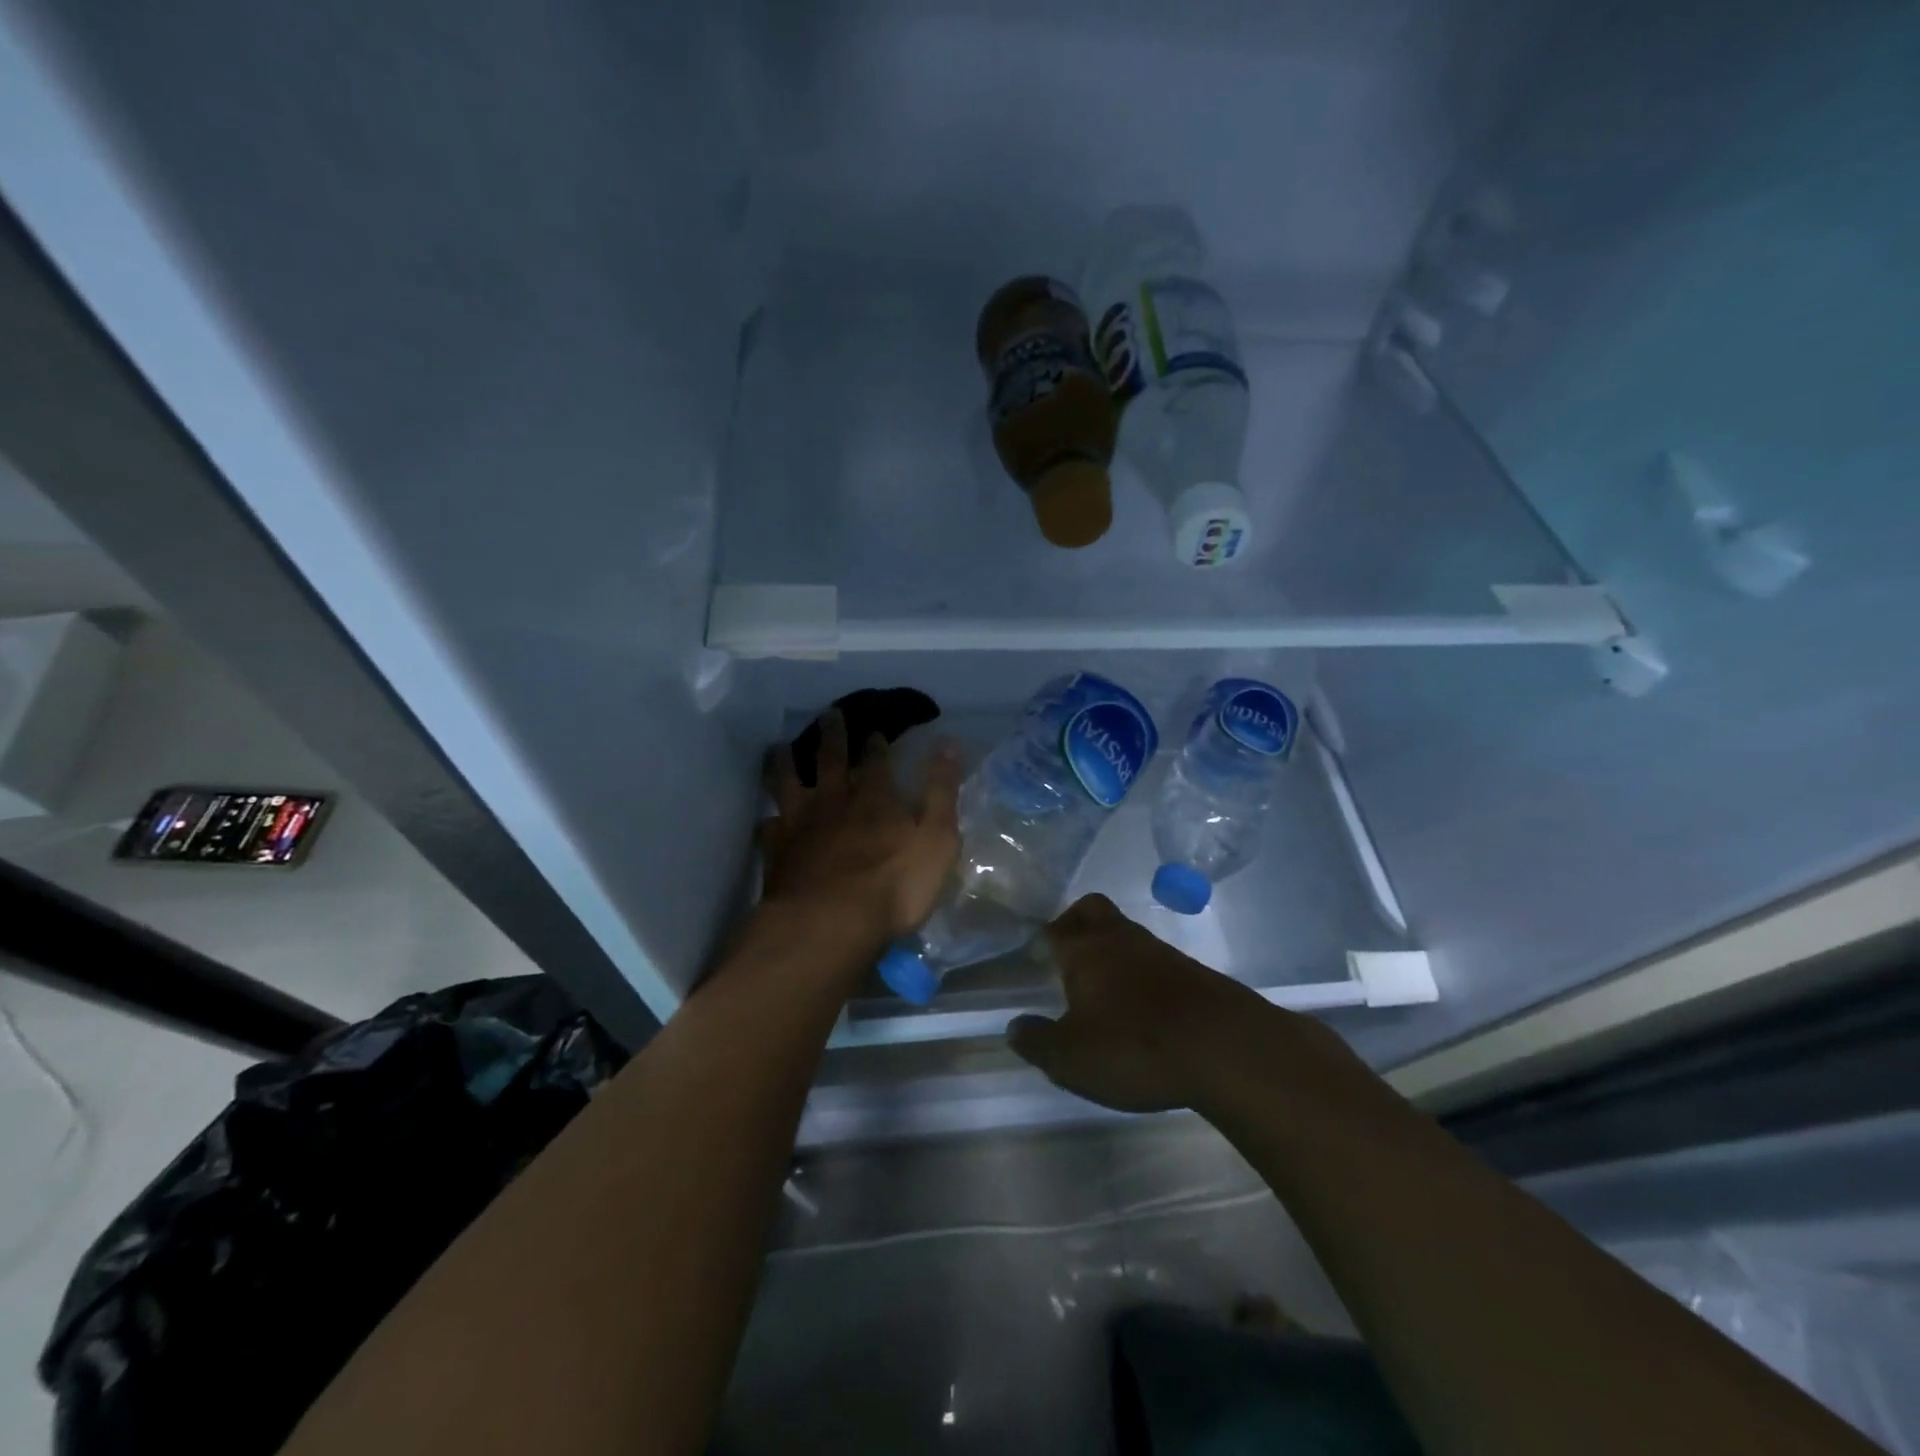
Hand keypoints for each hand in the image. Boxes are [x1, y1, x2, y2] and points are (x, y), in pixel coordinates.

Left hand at [757, 709, 961, 946]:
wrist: (828, 923)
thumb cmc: (894, 885)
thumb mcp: (937, 838)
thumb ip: (942, 791)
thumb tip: (948, 742)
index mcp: (875, 797)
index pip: (877, 761)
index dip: (877, 744)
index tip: (875, 730)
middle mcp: (834, 801)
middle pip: (830, 760)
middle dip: (832, 736)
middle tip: (829, 714)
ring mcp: (800, 824)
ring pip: (788, 783)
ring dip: (786, 763)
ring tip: (781, 747)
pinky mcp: (777, 852)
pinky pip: (768, 828)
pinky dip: (767, 819)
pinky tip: (766, 819)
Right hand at [1008, 894, 1336, 1112]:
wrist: (1224, 1047)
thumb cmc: (1134, 1047)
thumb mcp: (1071, 1058)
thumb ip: (1038, 1041)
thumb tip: (1014, 1027)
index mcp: (1085, 951)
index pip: (1055, 929)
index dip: (1042, 937)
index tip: (1035, 953)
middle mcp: (1120, 940)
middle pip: (1093, 910)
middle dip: (1076, 921)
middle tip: (1066, 951)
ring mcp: (1161, 952)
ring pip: (1126, 934)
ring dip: (1112, 951)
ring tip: (1103, 988)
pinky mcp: (1192, 972)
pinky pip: (1155, 960)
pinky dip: (1142, 974)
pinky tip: (1142, 1007)